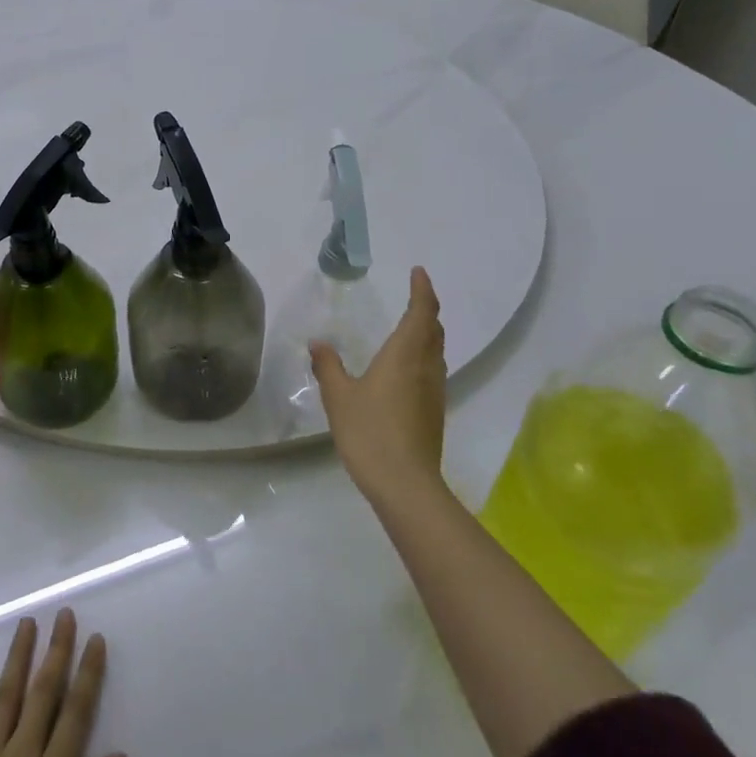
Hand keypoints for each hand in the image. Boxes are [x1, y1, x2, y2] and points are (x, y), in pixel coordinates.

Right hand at [310, 265, 446, 498]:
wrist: (405, 484)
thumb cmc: (369, 431)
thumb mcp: (339, 396)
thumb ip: (328, 366)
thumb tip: (319, 343)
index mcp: (405, 355)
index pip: (422, 312)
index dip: (423, 290)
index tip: (418, 272)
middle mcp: (426, 367)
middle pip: (434, 330)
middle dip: (426, 309)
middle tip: (414, 296)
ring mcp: (434, 392)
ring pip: (436, 352)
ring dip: (427, 334)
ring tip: (410, 328)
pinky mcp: (434, 412)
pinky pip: (433, 371)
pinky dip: (424, 357)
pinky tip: (406, 370)